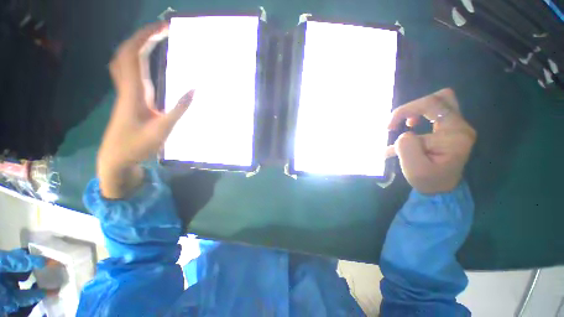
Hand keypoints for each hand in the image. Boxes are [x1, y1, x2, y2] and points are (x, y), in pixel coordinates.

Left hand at [98, 21, 193, 198]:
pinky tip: (147, 59)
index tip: (164, 27)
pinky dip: (137, 58)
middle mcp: (126, 86)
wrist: (117, 157)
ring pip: (125, 59)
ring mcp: (125, 91)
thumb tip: (195, 89)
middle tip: (163, 29)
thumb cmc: (138, 145)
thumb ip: (179, 109)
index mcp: (133, 91)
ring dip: (139, 45)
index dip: (146, 36)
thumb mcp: (163, 129)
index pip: (134, 54)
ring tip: (157, 39)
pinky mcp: (128, 97)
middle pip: (127, 51)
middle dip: (143, 35)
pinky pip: (128, 70)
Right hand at [386, 88, 475, 193]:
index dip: (405, 110)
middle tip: (399, 122)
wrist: (441, 189)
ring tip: (406, 123)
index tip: (389, 127)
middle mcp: (460, 126)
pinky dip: (422, 113)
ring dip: (419, 108)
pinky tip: (412, 125)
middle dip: (413, 106)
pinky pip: (439, 110)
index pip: (430, 105)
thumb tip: (405, 133)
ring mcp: (458, 127)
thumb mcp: (414, 169)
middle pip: (440, 97)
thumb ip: (407, 147)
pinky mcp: (451, 130)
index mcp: (454, 134)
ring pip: (441, 101)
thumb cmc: (428, 181)